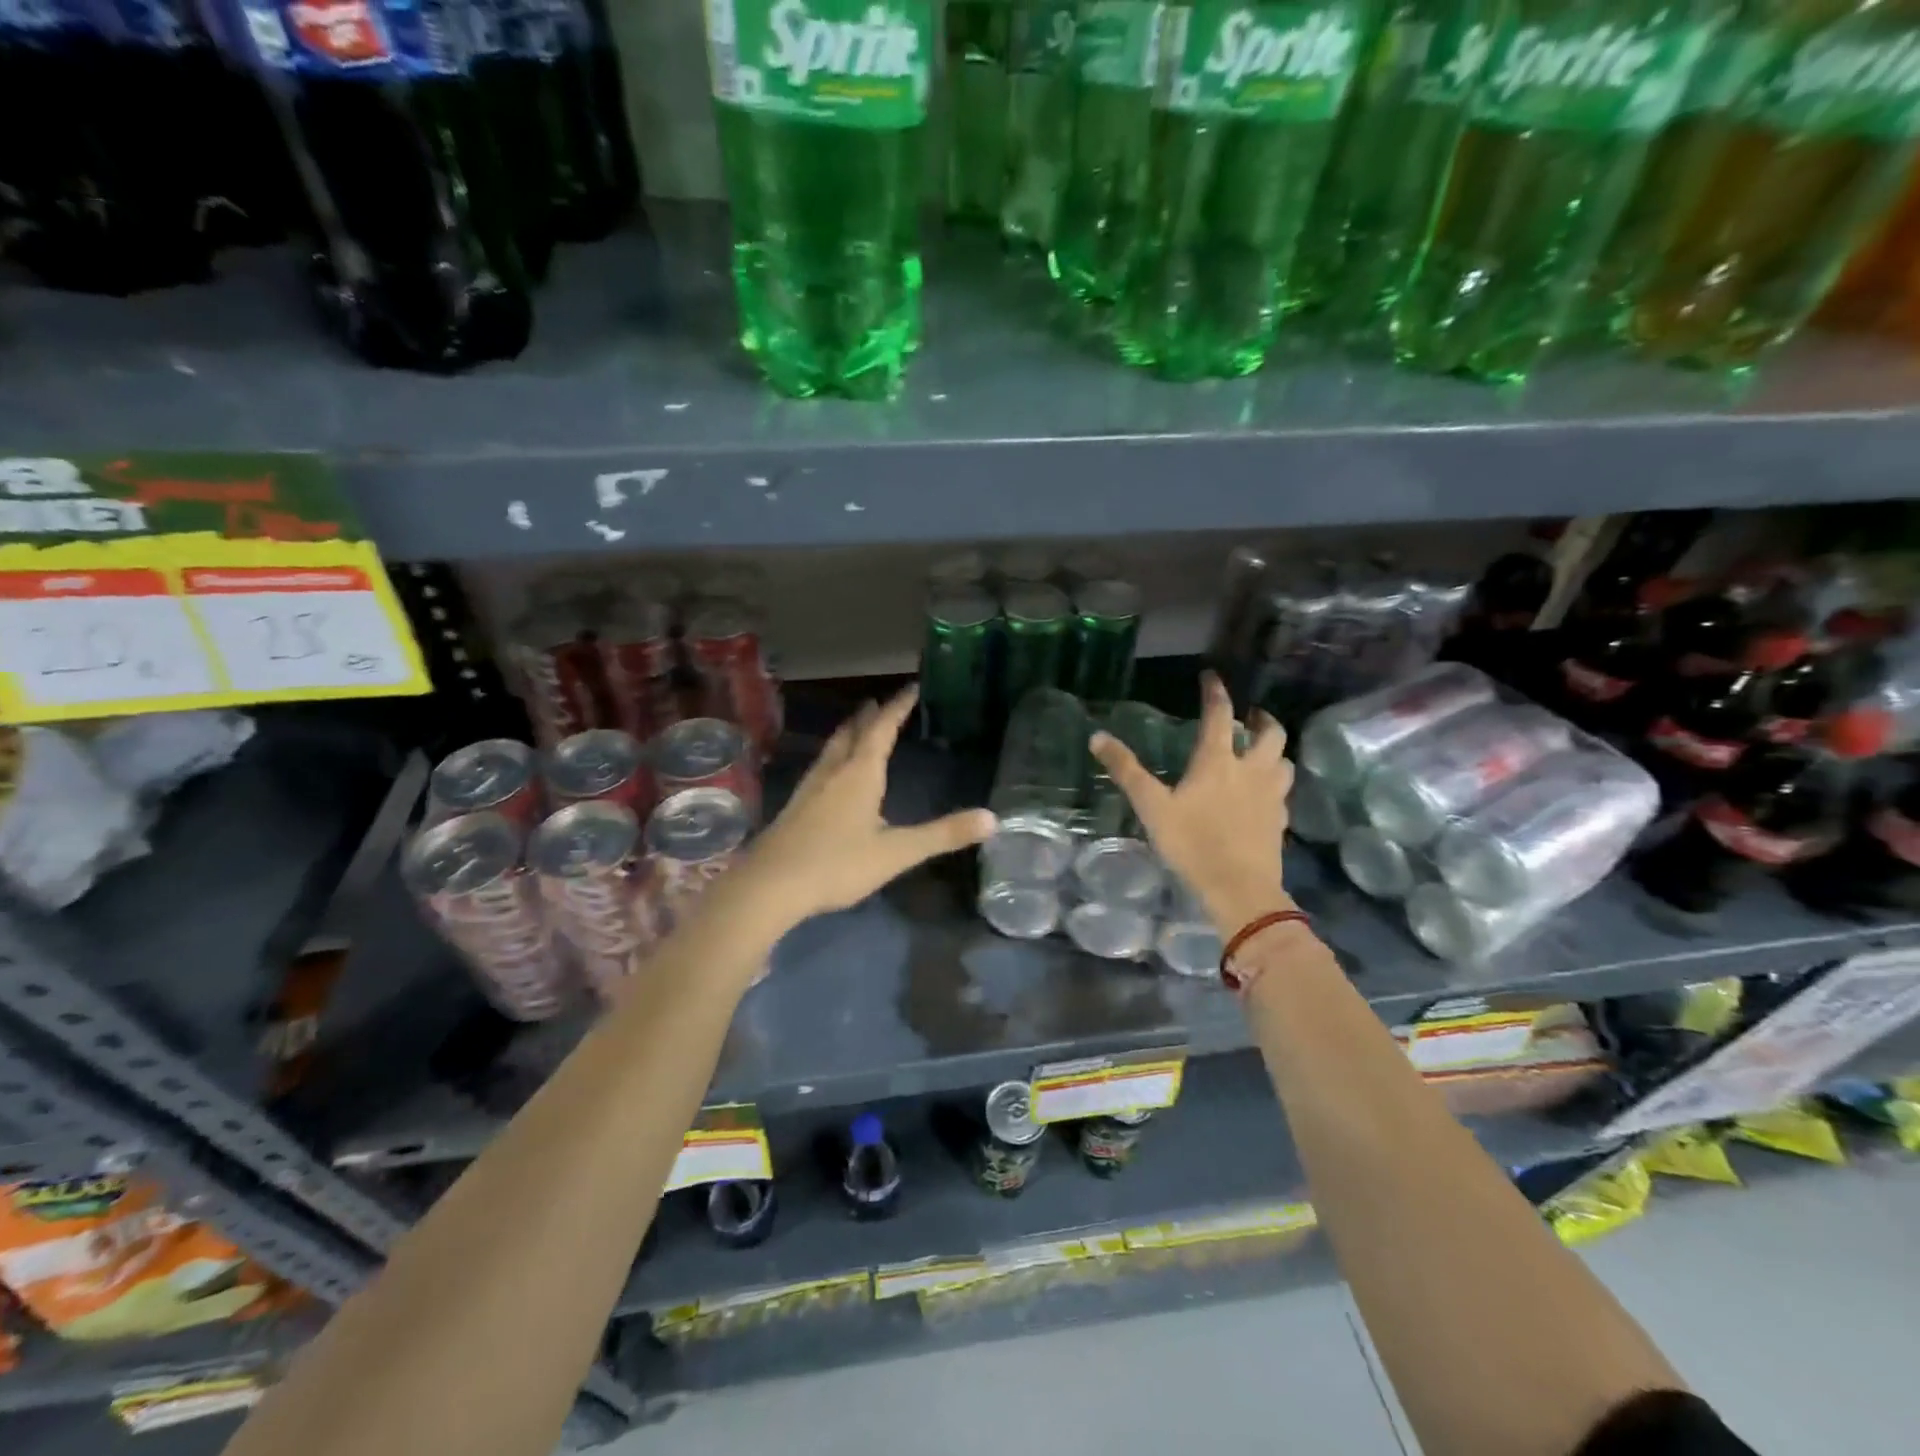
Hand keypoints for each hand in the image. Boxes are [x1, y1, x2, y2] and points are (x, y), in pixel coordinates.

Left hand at [741, 685, 995, 927]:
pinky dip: (834, 757)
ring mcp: (810, 788)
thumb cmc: (837, 864)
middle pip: (852, 734)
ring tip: (857, 727)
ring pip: (832, 749)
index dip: (898, 707)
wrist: (771, 885)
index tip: (911, 688)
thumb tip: (992, 819)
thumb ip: (943, 835)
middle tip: (880, 702)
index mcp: (860, 774)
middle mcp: (833, 772)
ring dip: (848, 733)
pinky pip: (821, 768)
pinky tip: (830, 776)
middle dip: (869, 716)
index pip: (882, 729)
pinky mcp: (796, 807)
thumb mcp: (897, 852)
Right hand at [1090, 672, 1292, 931]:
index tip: (1212, 676)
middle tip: (1250, 716)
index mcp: (1218, 761)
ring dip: (1274, 750)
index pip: (1219, 715)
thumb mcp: (1151, 807)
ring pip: (1284, 761)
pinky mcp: (1280, 821)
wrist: (1239, 889)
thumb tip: (1097, 737)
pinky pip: (1283, 792)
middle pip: (1269, 733)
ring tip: (1261, 752)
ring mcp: (1271, 796)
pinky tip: (1264, 794)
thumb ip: (1126, 771)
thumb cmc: (1192, 844)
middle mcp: (1251, 770)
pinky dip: (1276, 783)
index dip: (1216, 692)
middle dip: (1262, 718)